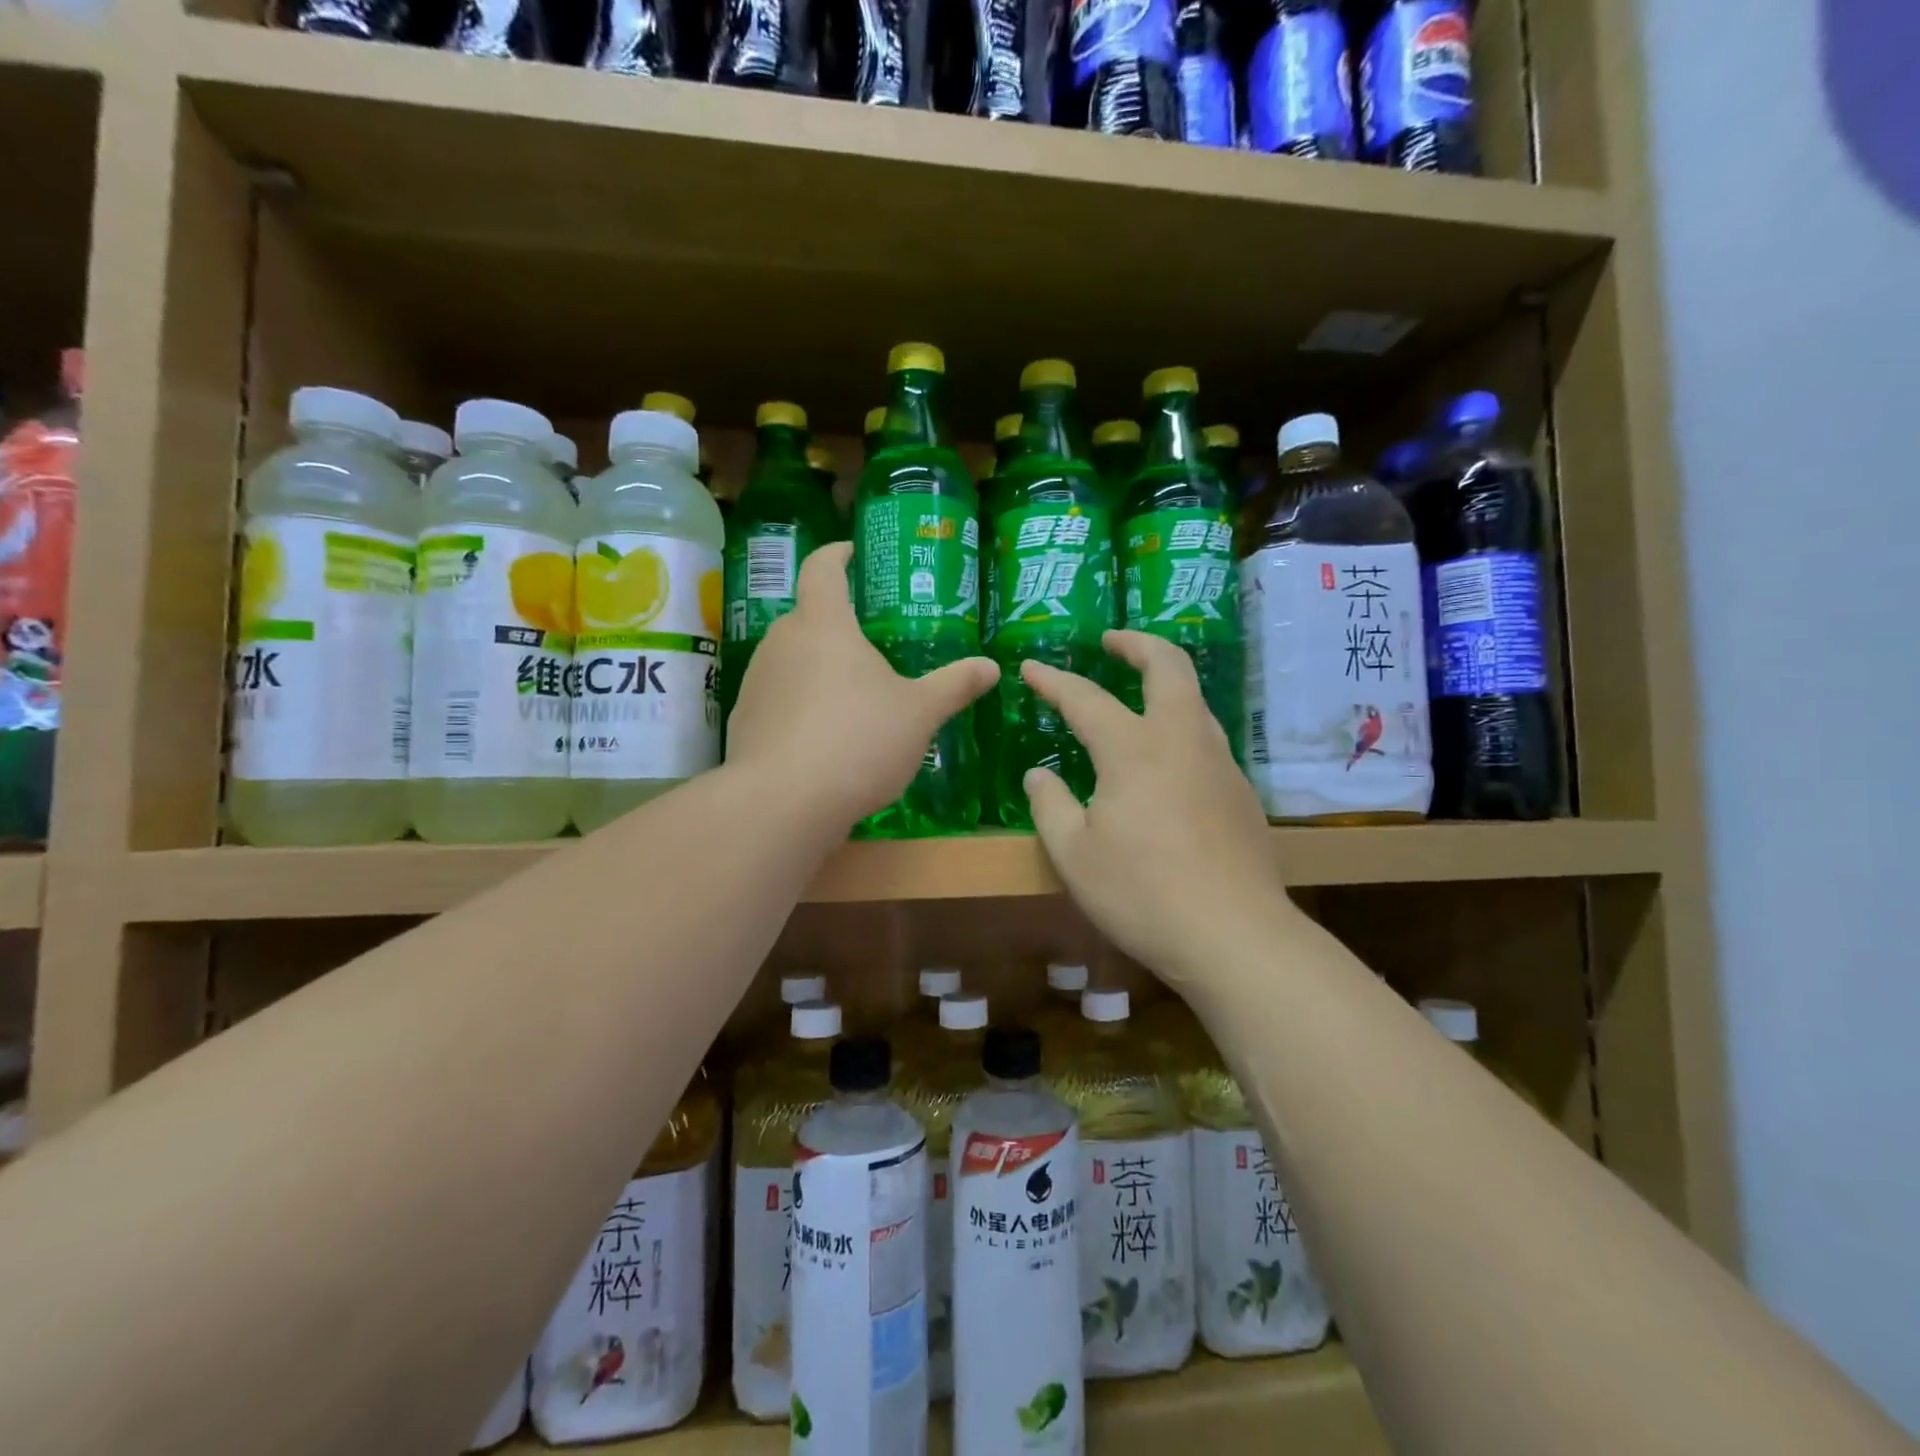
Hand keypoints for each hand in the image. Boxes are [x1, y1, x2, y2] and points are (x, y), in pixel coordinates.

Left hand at [727, 542, 996, 832]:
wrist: (785, 802)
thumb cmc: (859, 740)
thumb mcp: (919, 714)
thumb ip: (954, 686)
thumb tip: (992, 666)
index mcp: (824, 625)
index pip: (823, 569)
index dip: (837, 555)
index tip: (851, 552)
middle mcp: (781, 643)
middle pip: (807, 618)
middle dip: (835, 625)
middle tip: (868, 644)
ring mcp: (756, 682)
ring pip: (790, 661)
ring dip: (816, 669)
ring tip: (849, 698)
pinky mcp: (744, 722)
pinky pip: (777, 700)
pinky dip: (798, 707)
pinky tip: (822, 740)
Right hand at [1021, 631, 1293, 987]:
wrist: (1235, 936)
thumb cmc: (1142, 894)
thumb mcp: (1074, 855)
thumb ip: (1051, 806)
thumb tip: (1039, 775)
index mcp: (1134, 749)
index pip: (1085, 699)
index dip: (1054, 681)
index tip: (1031, 667)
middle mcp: (1182, 740)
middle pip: (1169, 667)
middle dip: (1138, 644)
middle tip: (1112, 640)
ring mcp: (1219, 763)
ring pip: (1195, 700)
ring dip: (1165, 681)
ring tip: (1138, 693)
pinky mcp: (1241, 792)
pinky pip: (1206, 738)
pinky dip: (1180, 724)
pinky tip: (1166, 759)